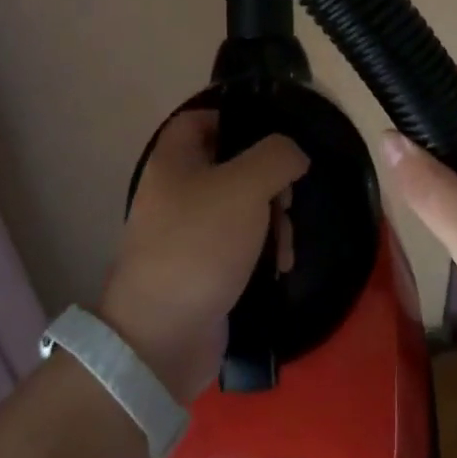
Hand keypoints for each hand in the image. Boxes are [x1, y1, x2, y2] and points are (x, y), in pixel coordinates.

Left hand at [99, 108, 307, 401]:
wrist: (162, 338)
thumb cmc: (200, 245)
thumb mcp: (246, 186)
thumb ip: (277, 156)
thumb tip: (294, 155)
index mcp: (174, 160)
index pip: (201, 118)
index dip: (236, 119)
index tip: (273, 138)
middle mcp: (176, 190)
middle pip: (232, 165)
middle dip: (269, 181)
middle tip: (286, 199)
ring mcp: (187, 232)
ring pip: (242, 207)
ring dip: (273, 221)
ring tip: (285, 245)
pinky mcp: (202, 268)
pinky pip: (240, 244)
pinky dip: (262, 251)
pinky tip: (278, 267)